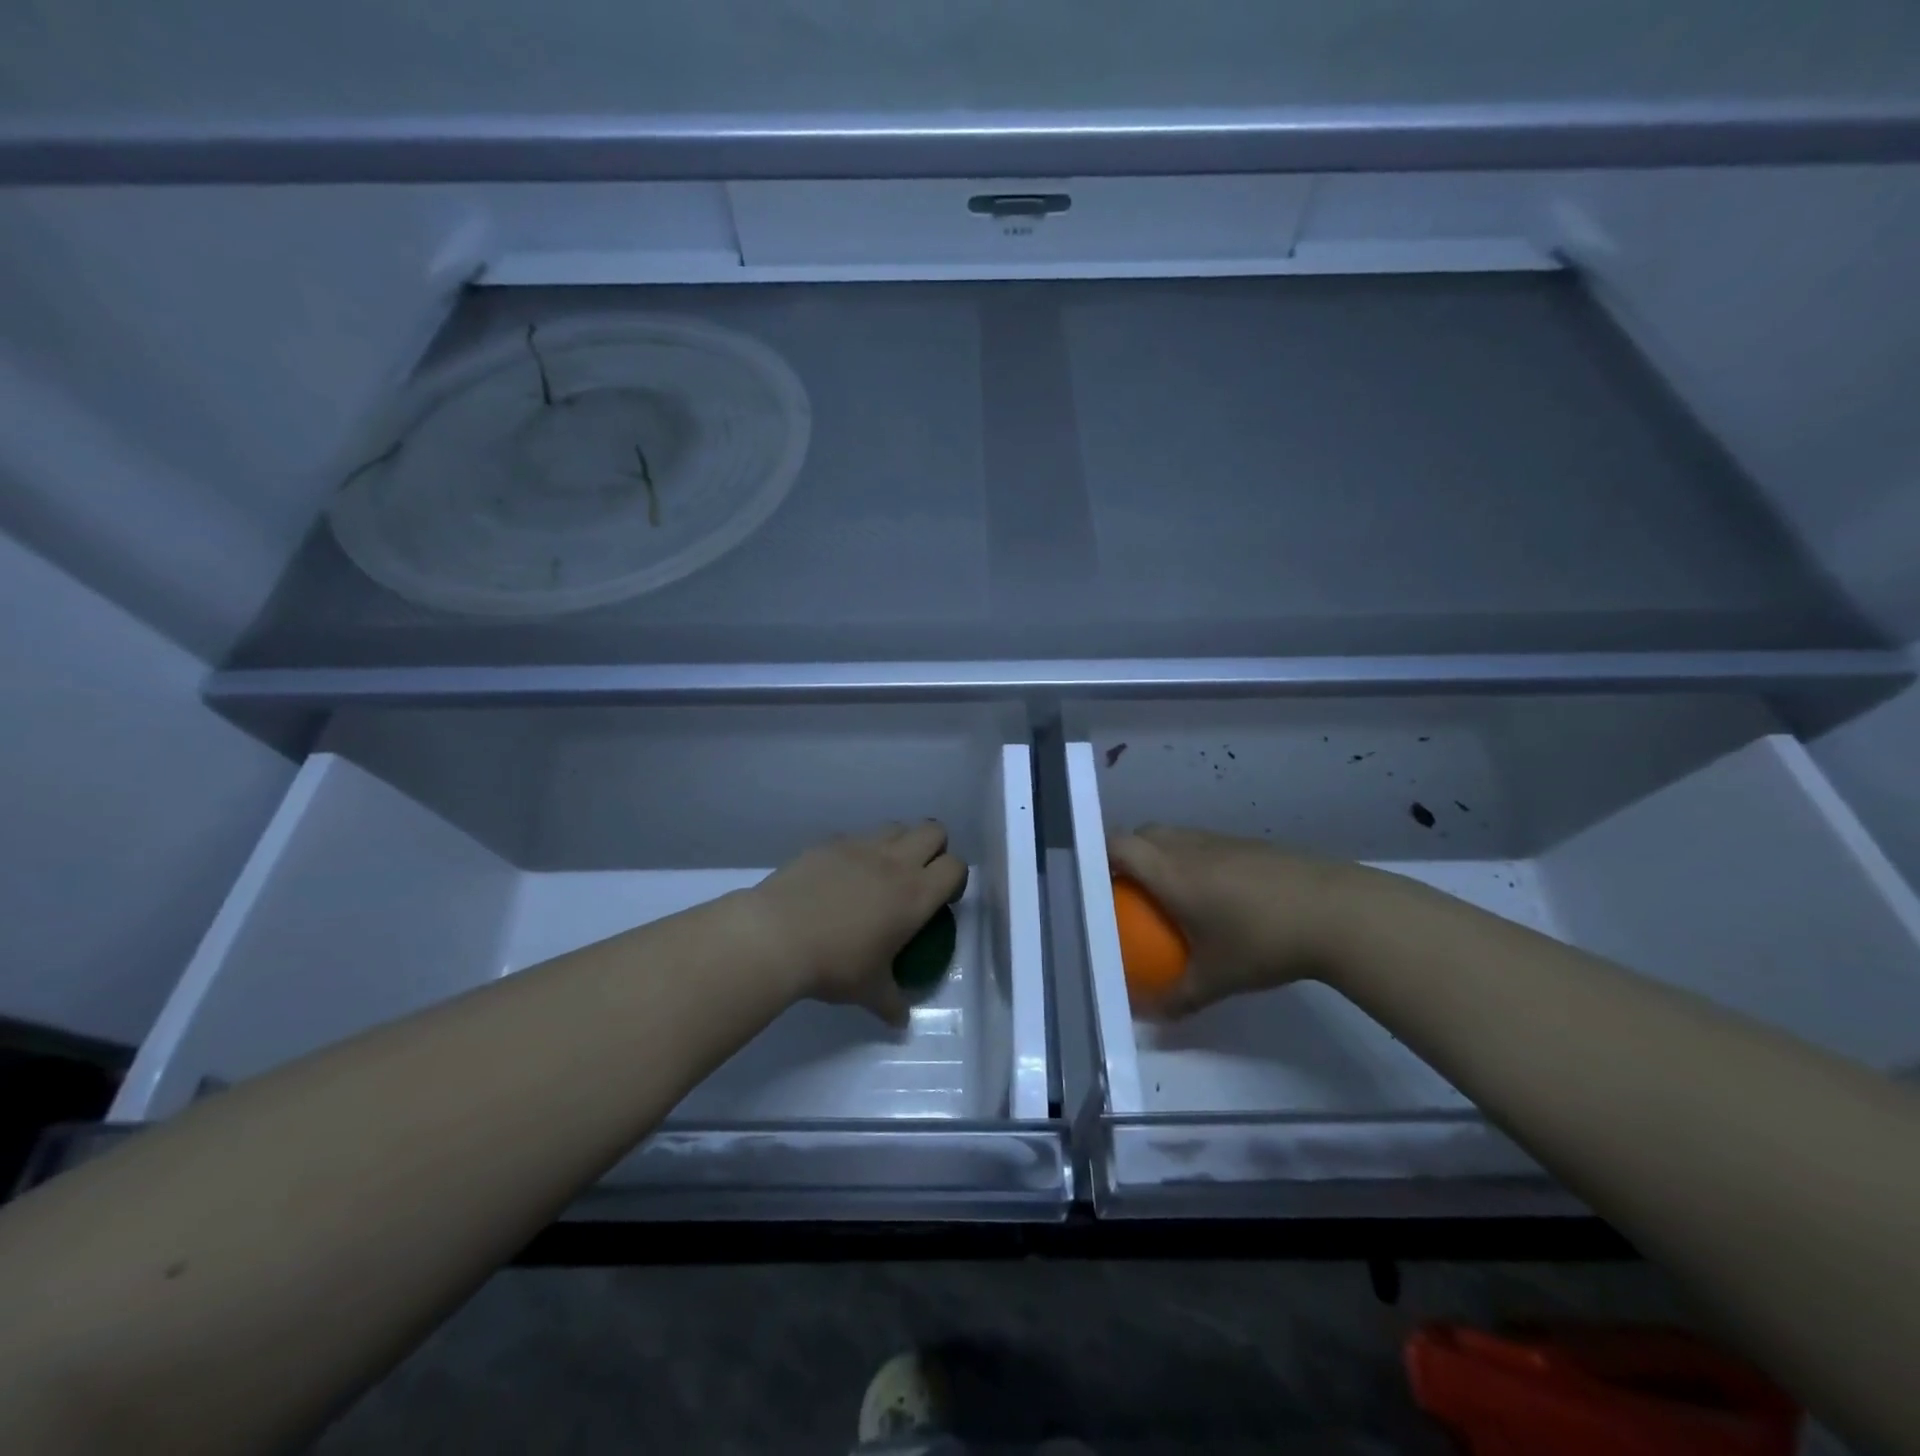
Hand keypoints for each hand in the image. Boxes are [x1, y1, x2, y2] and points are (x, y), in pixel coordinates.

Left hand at [745, 823, 968, 1025]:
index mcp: (915, 894)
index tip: (942, 900)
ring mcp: (860, 846)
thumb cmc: (833, 964)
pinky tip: (840, 877)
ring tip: (881, 873)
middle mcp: (894, 862)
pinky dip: (858, 851)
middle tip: (918, 877)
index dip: (955, 879)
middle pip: (933, 831)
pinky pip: (855, 836)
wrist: (776, 936)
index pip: (956, 866)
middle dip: (934, 848)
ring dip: (898, 843)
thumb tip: (901, 1022)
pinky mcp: (828, 842)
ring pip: (895, 827)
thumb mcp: (869, 991)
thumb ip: (892, 1003)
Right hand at [1106, 825, 1379, 1017]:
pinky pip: (1206, 844)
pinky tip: (1217, 895)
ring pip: (1177, 836)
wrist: (1337, 912)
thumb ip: (1177, 998)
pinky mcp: (1251, 844)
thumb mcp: (1216, 979)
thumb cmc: (1263, 941)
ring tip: (1170, 891)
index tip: (1093, 879)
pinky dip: (1195, 860)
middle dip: (1128, 854)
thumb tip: (1147, 1018)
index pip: (1119, 845)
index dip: (1099, 855)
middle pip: (1144, 834)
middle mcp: (1189, 846)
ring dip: (1163, 855)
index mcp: (1170, 870)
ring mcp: (1223, 840)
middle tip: (1128, 889)